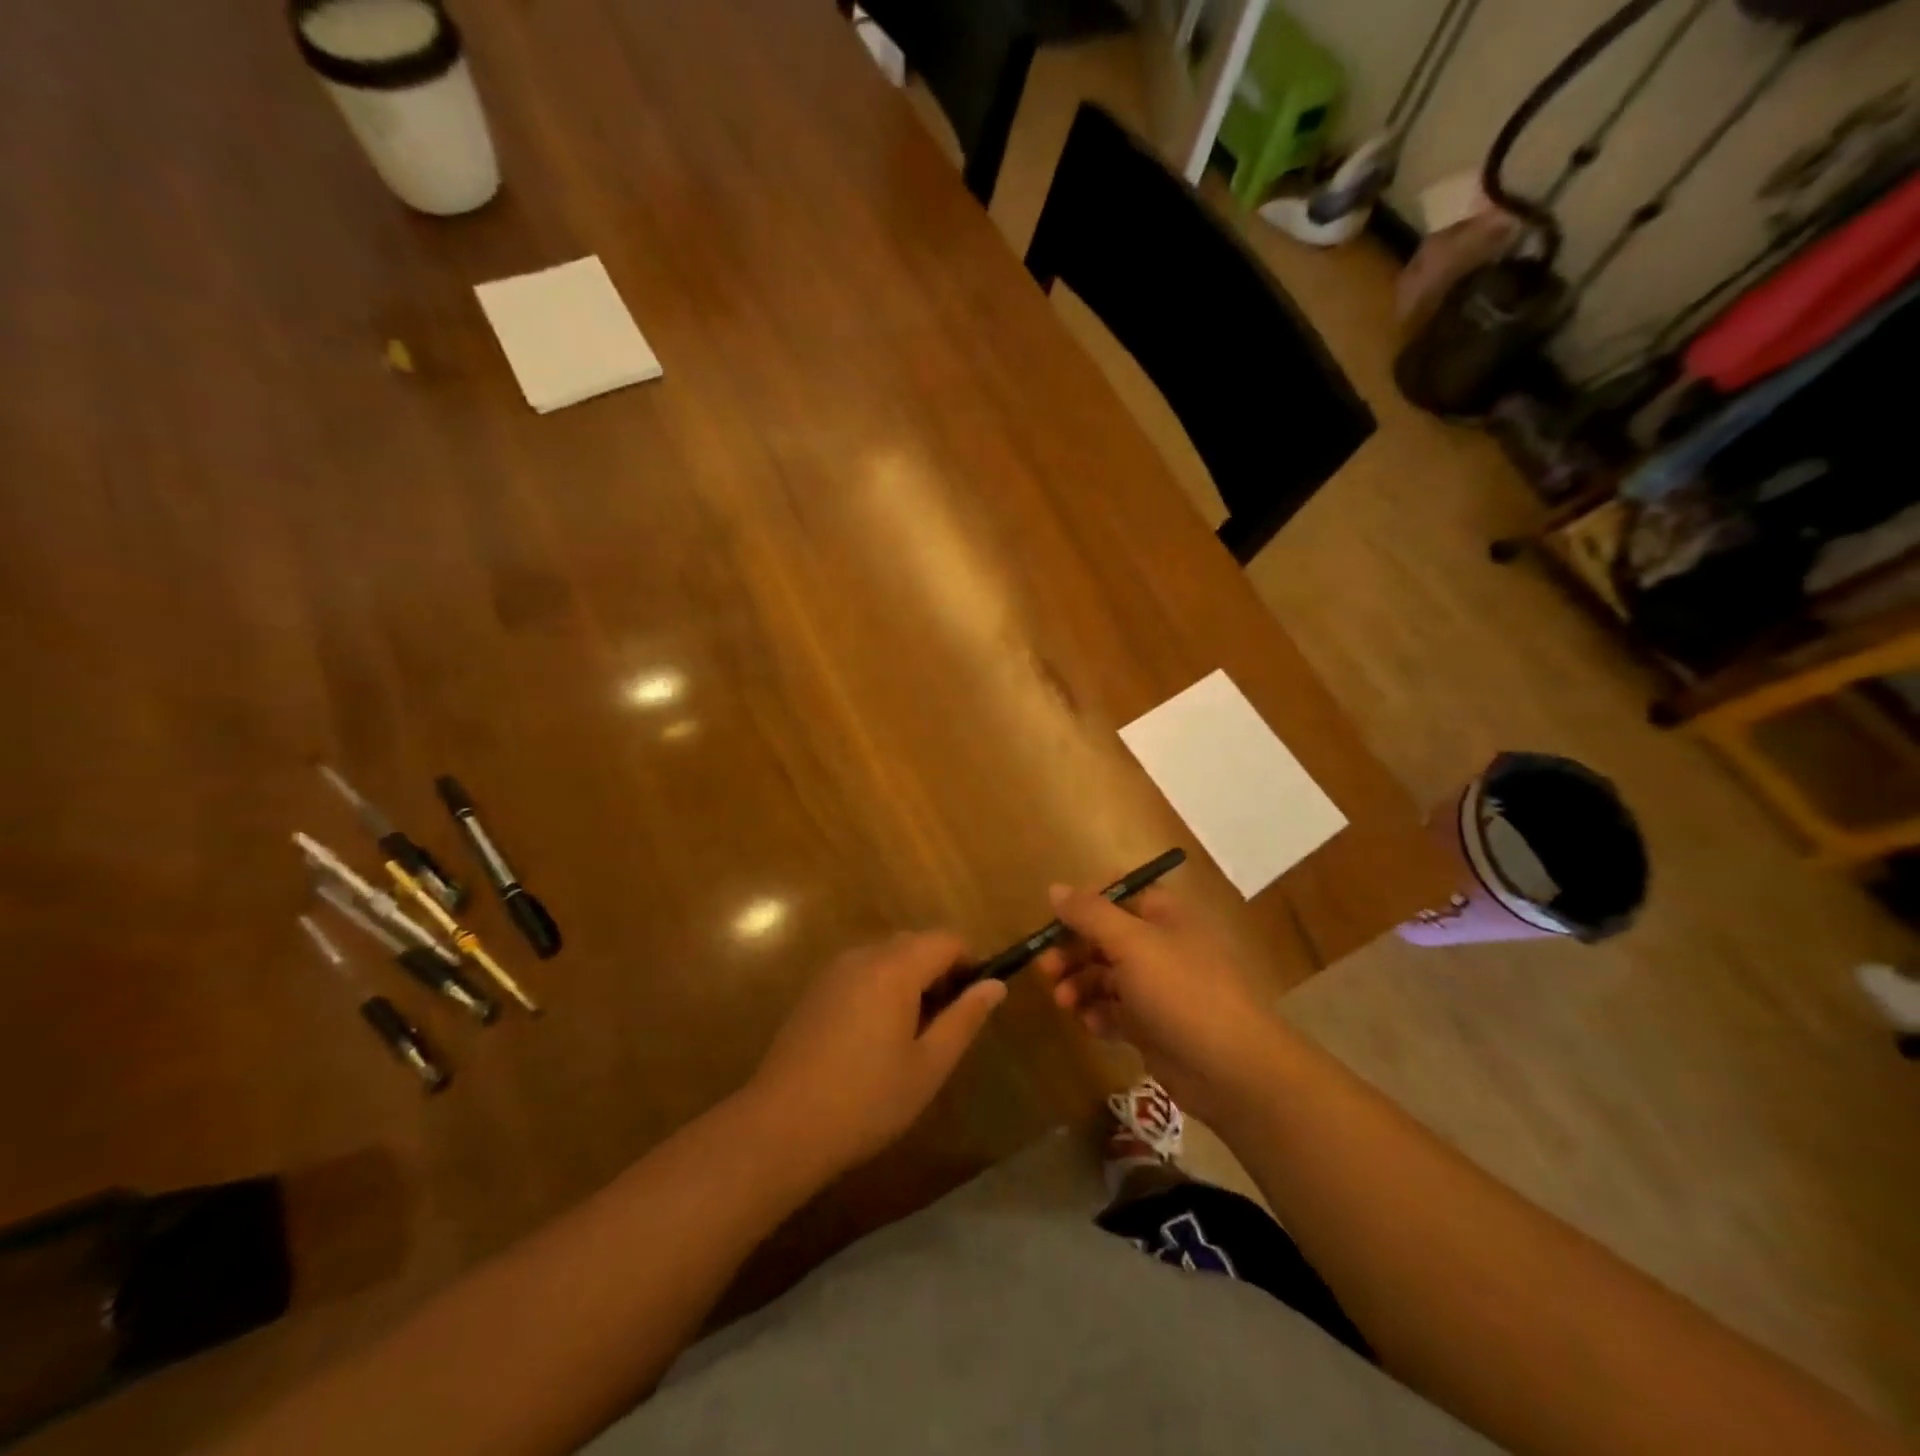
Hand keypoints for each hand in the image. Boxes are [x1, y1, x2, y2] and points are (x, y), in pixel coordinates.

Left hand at [749, 932, 1005, 1178]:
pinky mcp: (814, 990)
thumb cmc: (867, 1100)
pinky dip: (881, 987)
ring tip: (912, 1035)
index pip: (945, 940)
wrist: (781, 1126)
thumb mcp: (929, 1065)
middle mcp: (863, 956)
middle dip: (939, 971)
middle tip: (946, 1024)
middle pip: (915, 943)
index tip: (975, 1002)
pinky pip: (861, 972)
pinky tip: (874, 1037)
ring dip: (909, 980)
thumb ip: (965, 1018)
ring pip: (886, 957)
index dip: (969, 963)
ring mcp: (834, 971)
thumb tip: (995, 985)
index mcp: (894, 967)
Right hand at [1035, 883, 1273, 1122]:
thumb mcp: (1131, 943)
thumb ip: (1089, 914)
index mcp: (1164, 915)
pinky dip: (1098, 1015)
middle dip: (1072, 952)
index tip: (1053, 921)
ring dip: (1079, 985)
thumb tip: (1054, 888)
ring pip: (1104, 976)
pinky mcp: (1152, 1025)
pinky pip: (1114, 1011)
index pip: (1117, 895)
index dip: (1084, 905)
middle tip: (1045, 969)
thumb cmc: (1181, 991)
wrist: (1231, 1069)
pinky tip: (1092, 1026)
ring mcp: (1157, 988)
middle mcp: (1160, 945)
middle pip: (1104, 937)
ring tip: (1064, 1003)